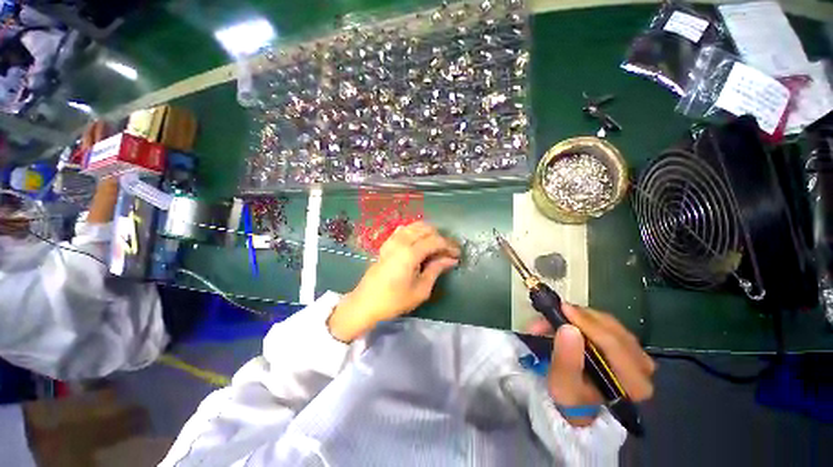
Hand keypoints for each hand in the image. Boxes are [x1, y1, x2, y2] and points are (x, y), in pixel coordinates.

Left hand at [328, 222, 459, 341]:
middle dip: (440, 237)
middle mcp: (401, 241)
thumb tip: (451, 260)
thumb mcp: (421, 289)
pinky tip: (419, 241)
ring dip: (428, 232)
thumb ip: (436, 270)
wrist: (366, 302)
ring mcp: (392, 241)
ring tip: (435, 246)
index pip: (435, 241)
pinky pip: (403, 230)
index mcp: (410, 253)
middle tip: (447, 251)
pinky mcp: (387, 243)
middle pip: (426, 229)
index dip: (449, 246)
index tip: (457, 254)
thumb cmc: (395, 300)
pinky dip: (415, 231)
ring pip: (414, 226)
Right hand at [527, 303, 654, 426]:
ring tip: (558, 316)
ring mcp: (639, 355)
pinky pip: (609, 324)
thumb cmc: (572, 397)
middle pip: (613, 331)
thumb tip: (568, 328)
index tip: (563, 309)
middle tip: (555, 312)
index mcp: (634, 384)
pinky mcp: (630, 346)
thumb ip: (566, 359)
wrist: (580, 403)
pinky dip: (587, 319)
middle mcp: (644, 368)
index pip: (614, 345)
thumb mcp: (563, 385)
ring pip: (611, 324)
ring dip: (581, 317)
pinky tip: (571, 320)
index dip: (587, 324)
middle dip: (580, 318)